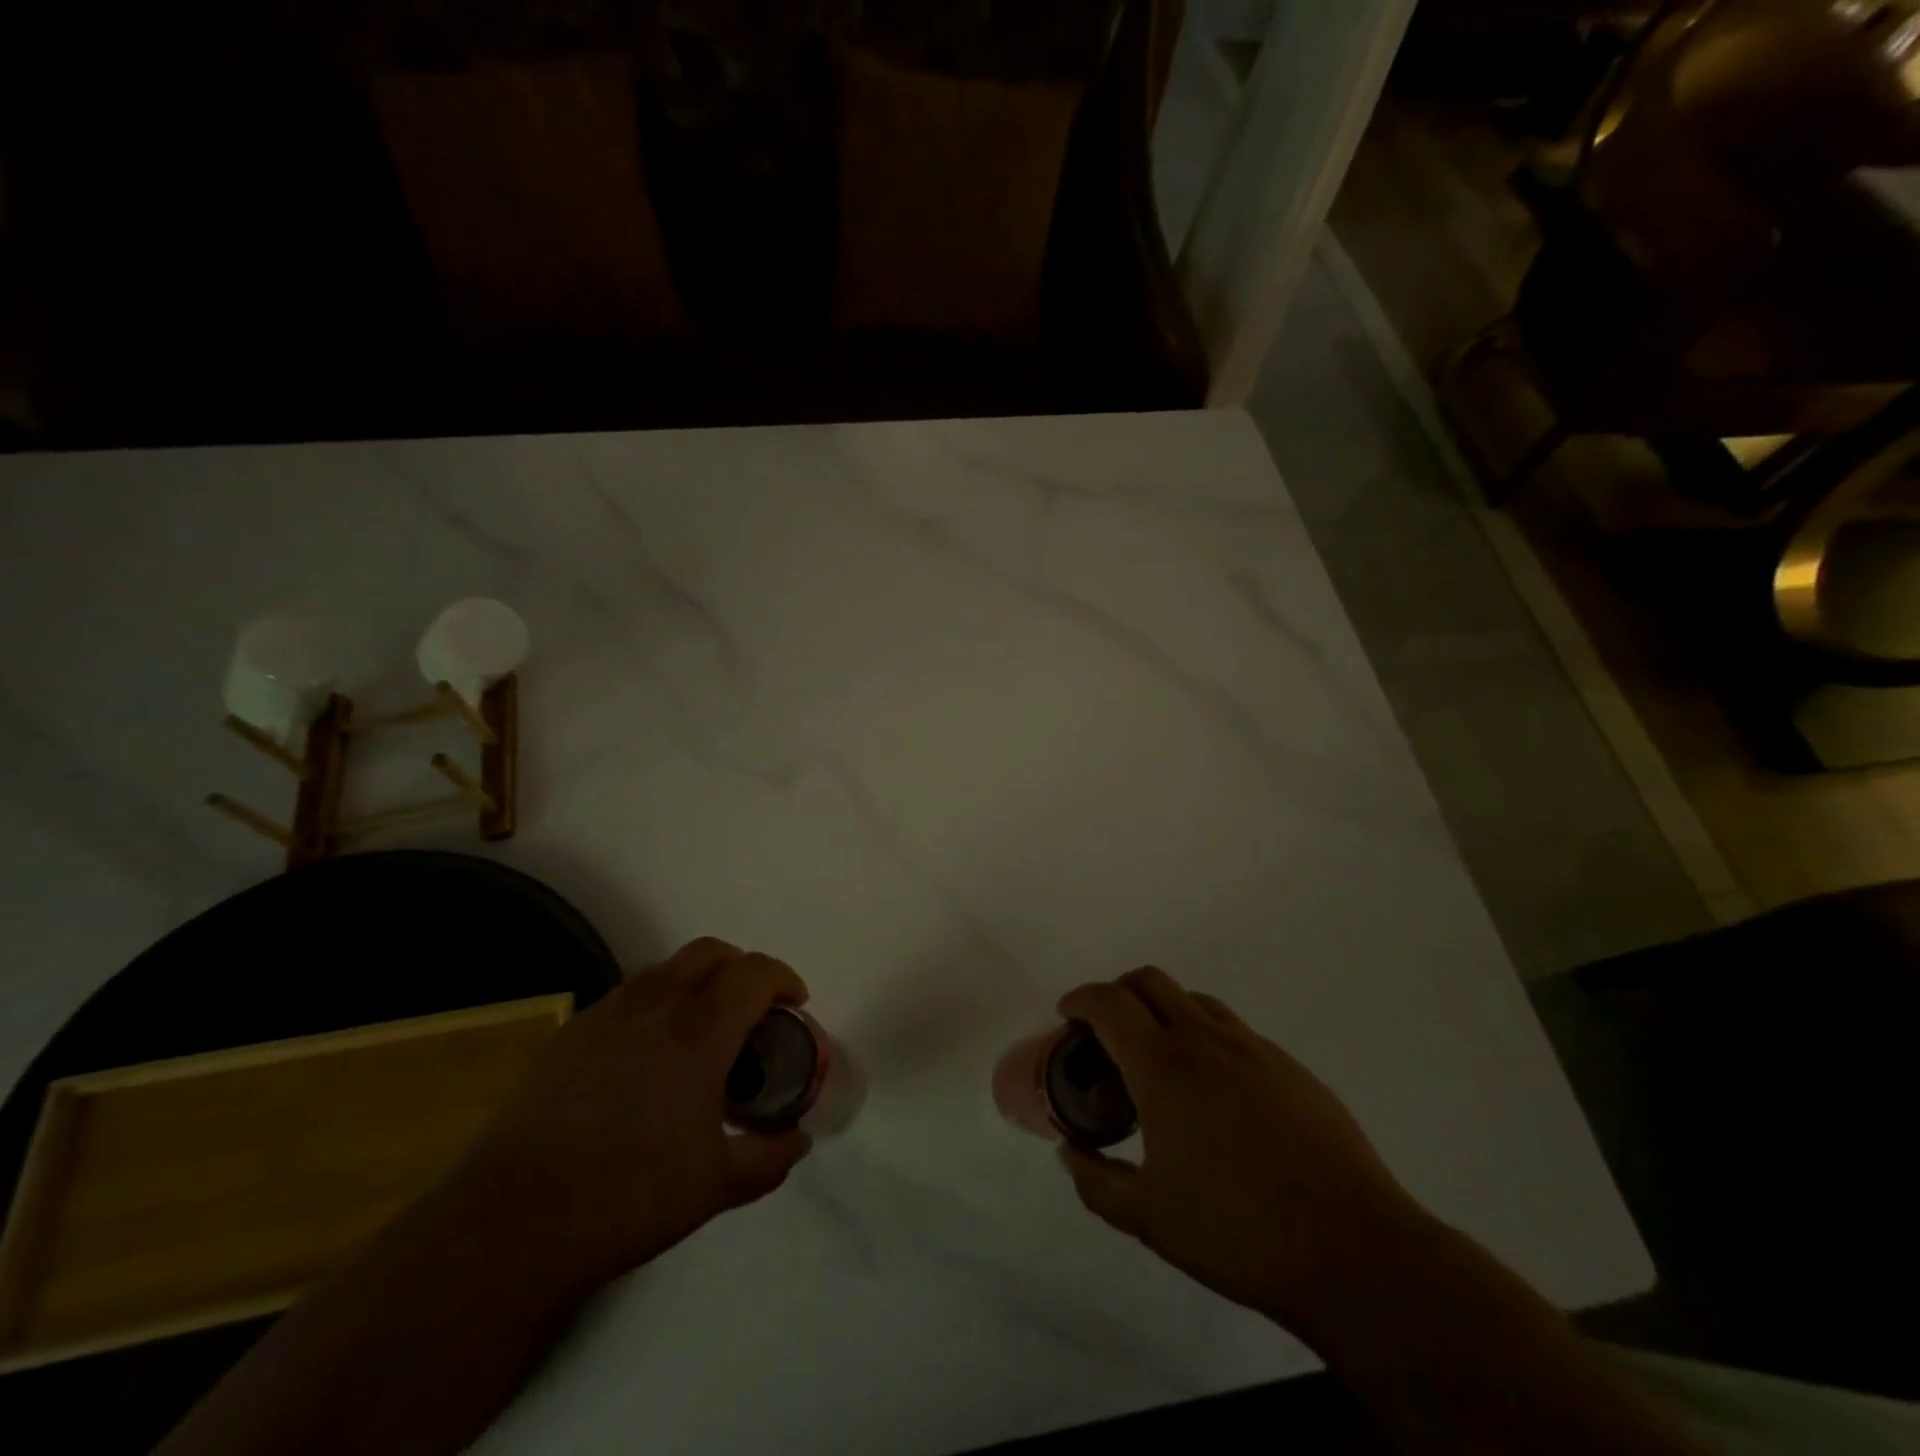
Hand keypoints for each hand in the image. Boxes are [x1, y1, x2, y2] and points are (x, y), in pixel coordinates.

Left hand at [450, 938, 813, 1296]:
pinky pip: (630, 995)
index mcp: (698, 1033)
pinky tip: (649, 1056)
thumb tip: (800, 1140)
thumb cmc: (627, 1198)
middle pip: (711, 952)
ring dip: (698, 981)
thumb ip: (769, 1157)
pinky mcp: (571, 1033)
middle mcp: (655, 1006)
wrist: (511, 1223)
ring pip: (667, 968)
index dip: (784, 979)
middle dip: (743, 968)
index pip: (754, 973)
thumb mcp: (716, 1186)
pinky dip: (658, 1003)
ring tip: (703, 1030)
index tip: (795, 1004)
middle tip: (753, 1009)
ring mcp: (607, 1014)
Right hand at [1055, 968, 1428, 1332]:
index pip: (1109, 1003)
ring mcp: (1253, 1048)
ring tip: (1160, 1061)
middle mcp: (1205, 1040)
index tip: (1067, 1015)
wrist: (1353, 1250)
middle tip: (1107, 1033)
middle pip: (1150, 981)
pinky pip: (1234, 1031)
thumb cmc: (1237, 1231)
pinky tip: (1215, 1093)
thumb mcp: (1148, 1218)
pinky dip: (1206, 1039)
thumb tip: (1070, 1152)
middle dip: (1118, 992)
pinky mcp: (1291, 1067)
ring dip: (1164, 1011)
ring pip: (1195, 1000)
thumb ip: (1096, 1181)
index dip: (1080, 999)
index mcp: (1163, 1066)